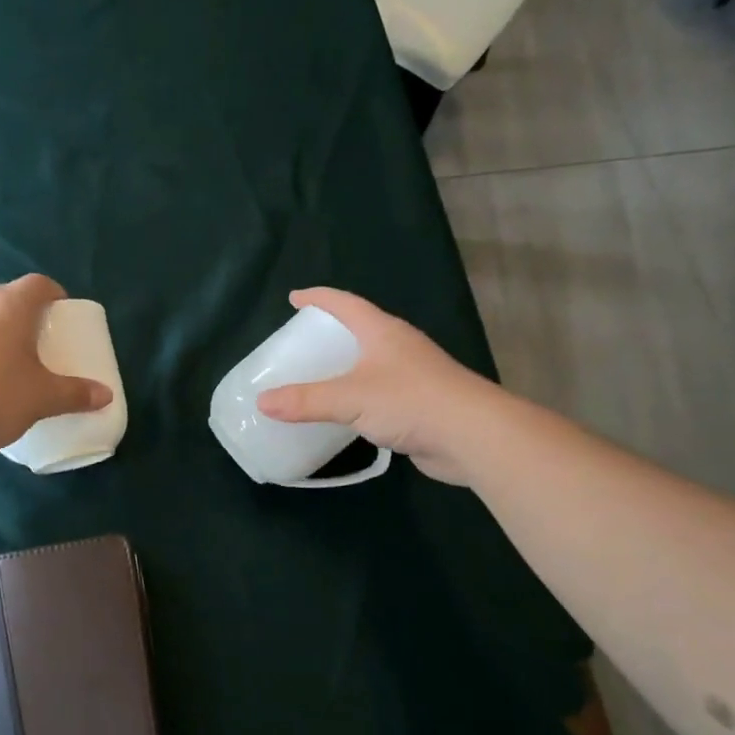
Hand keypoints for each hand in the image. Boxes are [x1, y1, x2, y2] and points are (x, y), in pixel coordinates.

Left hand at [0, 274, 113, 453]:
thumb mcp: (42, 398)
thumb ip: (75, 394)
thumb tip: (107, 395)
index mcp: (10, 305)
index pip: (39, 284)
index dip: (55, 295)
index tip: (63, 316)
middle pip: (10, 298)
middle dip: (28, 316)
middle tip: (42, 343)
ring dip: (0, 332)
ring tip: (12, 363)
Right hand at [254, 288, 509, 484]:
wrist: (473, 436)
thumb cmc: (411, 401)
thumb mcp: (349, 398)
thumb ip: (305, 400)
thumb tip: (262, 402)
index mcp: (383, 332)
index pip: (345, 303)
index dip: (318, 298)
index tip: (294, 298)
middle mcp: (399, 347)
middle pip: (360, 329)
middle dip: (331, 331)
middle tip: (301, 341)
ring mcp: (412, 375)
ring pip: (370, 362)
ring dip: (345, 366)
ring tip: (317, 375)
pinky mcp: (419, 404)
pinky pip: (379, 392)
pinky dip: (357, 395)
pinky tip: (344, 411)